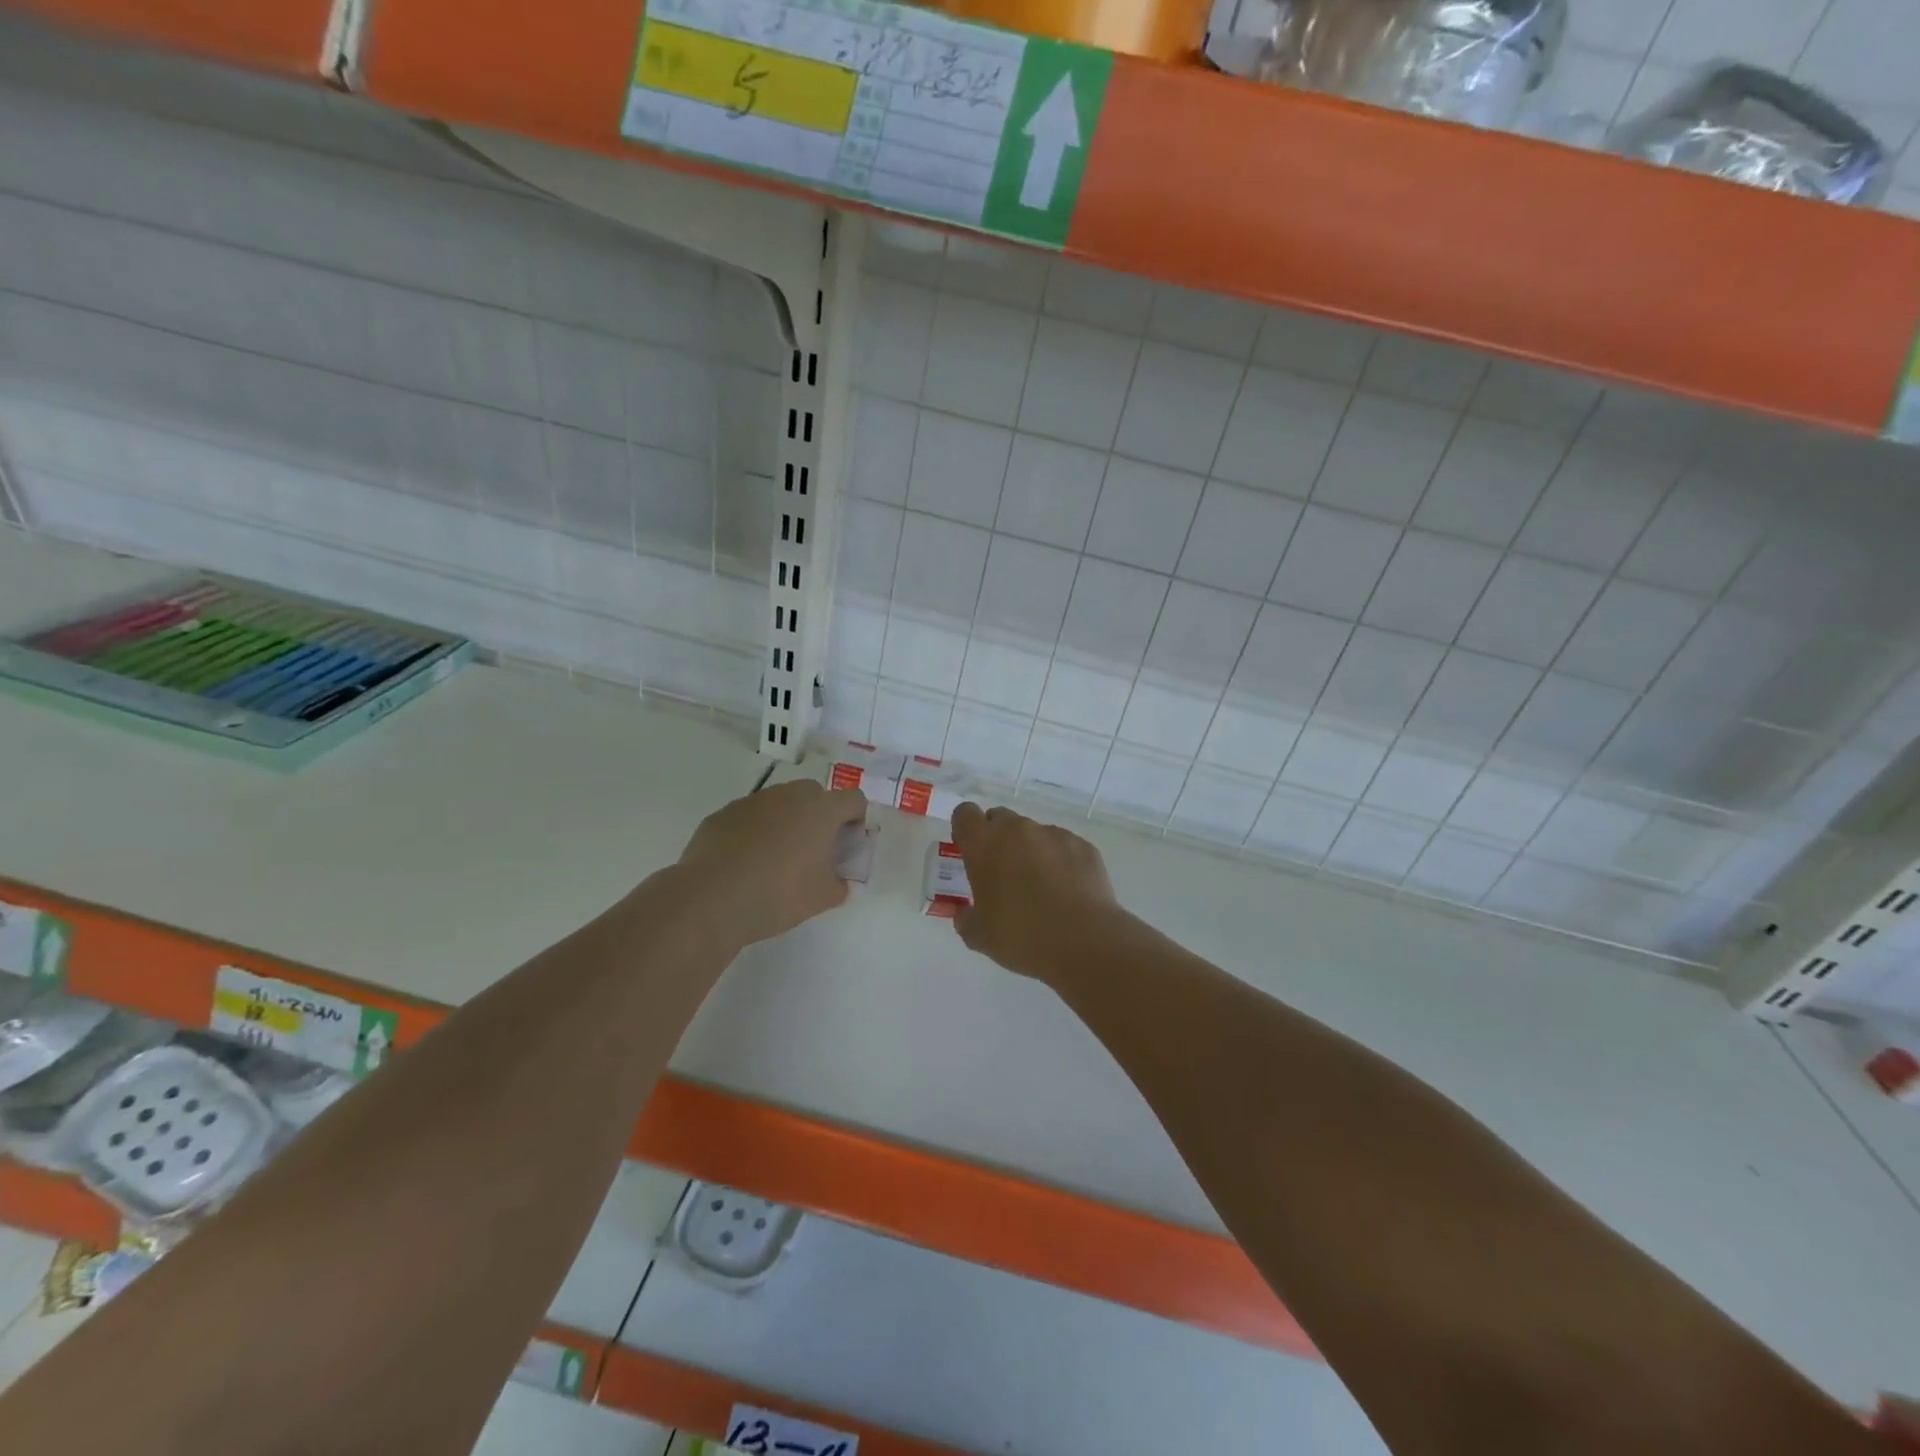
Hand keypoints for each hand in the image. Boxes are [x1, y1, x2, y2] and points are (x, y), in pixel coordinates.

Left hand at [677, 780, 867, 948]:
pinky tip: (745, 862)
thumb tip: (838, 881)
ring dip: (786, 821)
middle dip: (820, 815)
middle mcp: (789, 795)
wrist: (711, 899)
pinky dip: (754, 831)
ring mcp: (752, 801)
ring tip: (776, 858)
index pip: (854, 799)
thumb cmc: (778, 894)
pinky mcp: (722, 814)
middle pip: (815, 794)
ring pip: (780, 802)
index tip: (846, 844)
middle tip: (813, 849)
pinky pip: (749, 816)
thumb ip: (839, 885)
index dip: (856, 819)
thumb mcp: (822, 898)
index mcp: (821, 810)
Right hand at [950, 802, 1119, 983]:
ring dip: (1030, 851)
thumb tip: (965, 913)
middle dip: (998, 839)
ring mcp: (1053, 834)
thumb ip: (965, 918)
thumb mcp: (979, 937)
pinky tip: (1068, 892)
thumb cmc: (1021, 937)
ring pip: (1033, 833)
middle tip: (1003, 874)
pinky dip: (1060, 861)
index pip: (965, 814)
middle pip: (1000, 819)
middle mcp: (1017, 830)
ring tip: (1042, 888)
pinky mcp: (1083, 845)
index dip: (966, 830)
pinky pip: (1063, 846)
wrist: (1084, 942)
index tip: (970, 852)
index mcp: (984, 844)